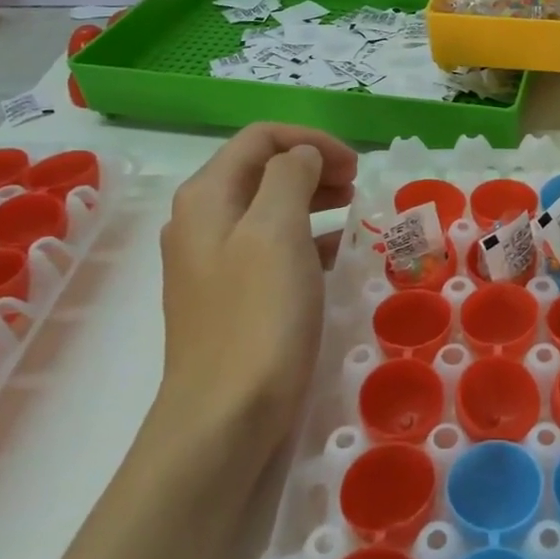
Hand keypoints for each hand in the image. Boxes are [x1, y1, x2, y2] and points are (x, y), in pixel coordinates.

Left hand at [156, 124, 356, 442]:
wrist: (223, 420)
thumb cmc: (257, 317)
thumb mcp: (277, 230)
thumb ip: (290, 176)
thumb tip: (303, 158)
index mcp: (207, 197)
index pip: (261, 139)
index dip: (312, 141)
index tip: (356, 166)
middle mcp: (202, 223)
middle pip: (263, 170)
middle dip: (314, 167)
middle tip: (358, 187)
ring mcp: (213, 264)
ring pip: (269, 209)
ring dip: (312, 200)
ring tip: (352, 213)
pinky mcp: (230, 299)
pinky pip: (271, 249)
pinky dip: (306, 239)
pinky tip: (335, 256)